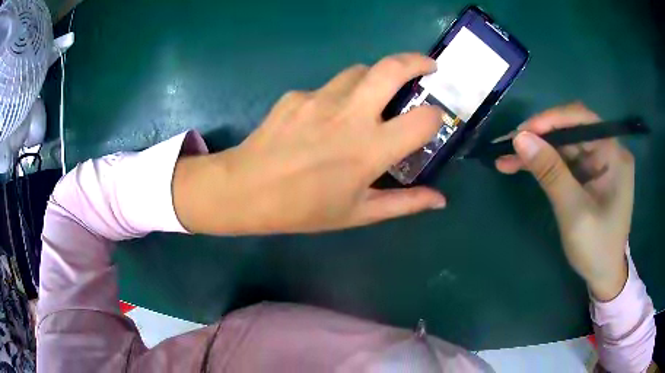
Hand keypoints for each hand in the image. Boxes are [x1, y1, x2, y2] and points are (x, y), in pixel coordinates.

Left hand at [173, 53, 445, 234]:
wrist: (245, 190)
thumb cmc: (303, 209)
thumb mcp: (358, 213)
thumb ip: (404, 204)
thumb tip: (440, 200)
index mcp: (371, 149)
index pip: (424, 119)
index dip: (436, 117)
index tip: (433, 122)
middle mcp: (350, 114)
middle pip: (392, 68)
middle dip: (417, 61)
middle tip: (428, 67)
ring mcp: (320, 98)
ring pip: (360, 70)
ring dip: (375, 78)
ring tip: (373, 96)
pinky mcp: (297, 95)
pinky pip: (327, 87)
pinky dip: (337, 96)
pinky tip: (323, 119)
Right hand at [496, 103, 632, 300]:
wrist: (603, 275)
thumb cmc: (596, 248)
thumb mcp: (574, 212)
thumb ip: (551, 173)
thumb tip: (520, 138)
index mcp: (613, 155)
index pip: (582, 120)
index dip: (551, 120)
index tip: (522, 131)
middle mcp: (607, 150)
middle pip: (570, 130)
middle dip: (539, 136)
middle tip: (507, 146)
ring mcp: (597, 162)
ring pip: (563, 144)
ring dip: (536, 150)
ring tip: (506, 158)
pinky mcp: (588, 173)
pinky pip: (563, 159)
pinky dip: (543, 162)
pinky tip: (521, 166)